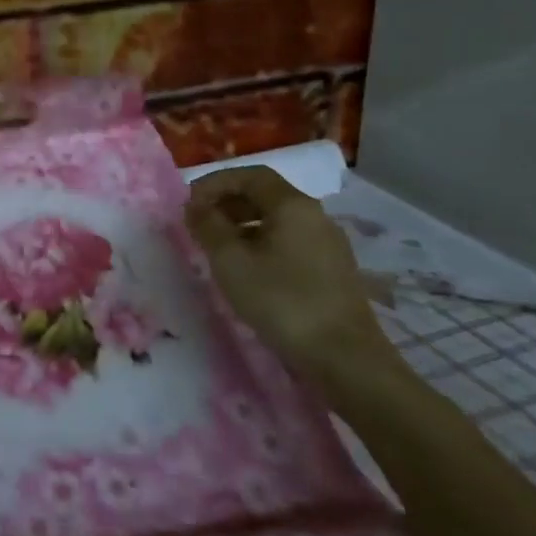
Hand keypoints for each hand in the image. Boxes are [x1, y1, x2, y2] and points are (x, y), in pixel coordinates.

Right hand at [186, 165, 394, 379]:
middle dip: (227, 203)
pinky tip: (247, 271)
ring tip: (216, 249)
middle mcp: (315, 217)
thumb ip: (208, 227)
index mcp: (293, 206)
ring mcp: (328, 245)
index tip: (189, 203)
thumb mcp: (231, 261)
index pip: (250, 175)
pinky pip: (289, 243)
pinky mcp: (332, 272)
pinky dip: (261, 245)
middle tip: (198, 224)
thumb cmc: (282, 301)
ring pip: (277, 221)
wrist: (345, 360)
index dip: (215, 183)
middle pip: (265, 196)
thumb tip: (195, 206)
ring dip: (242, 226)